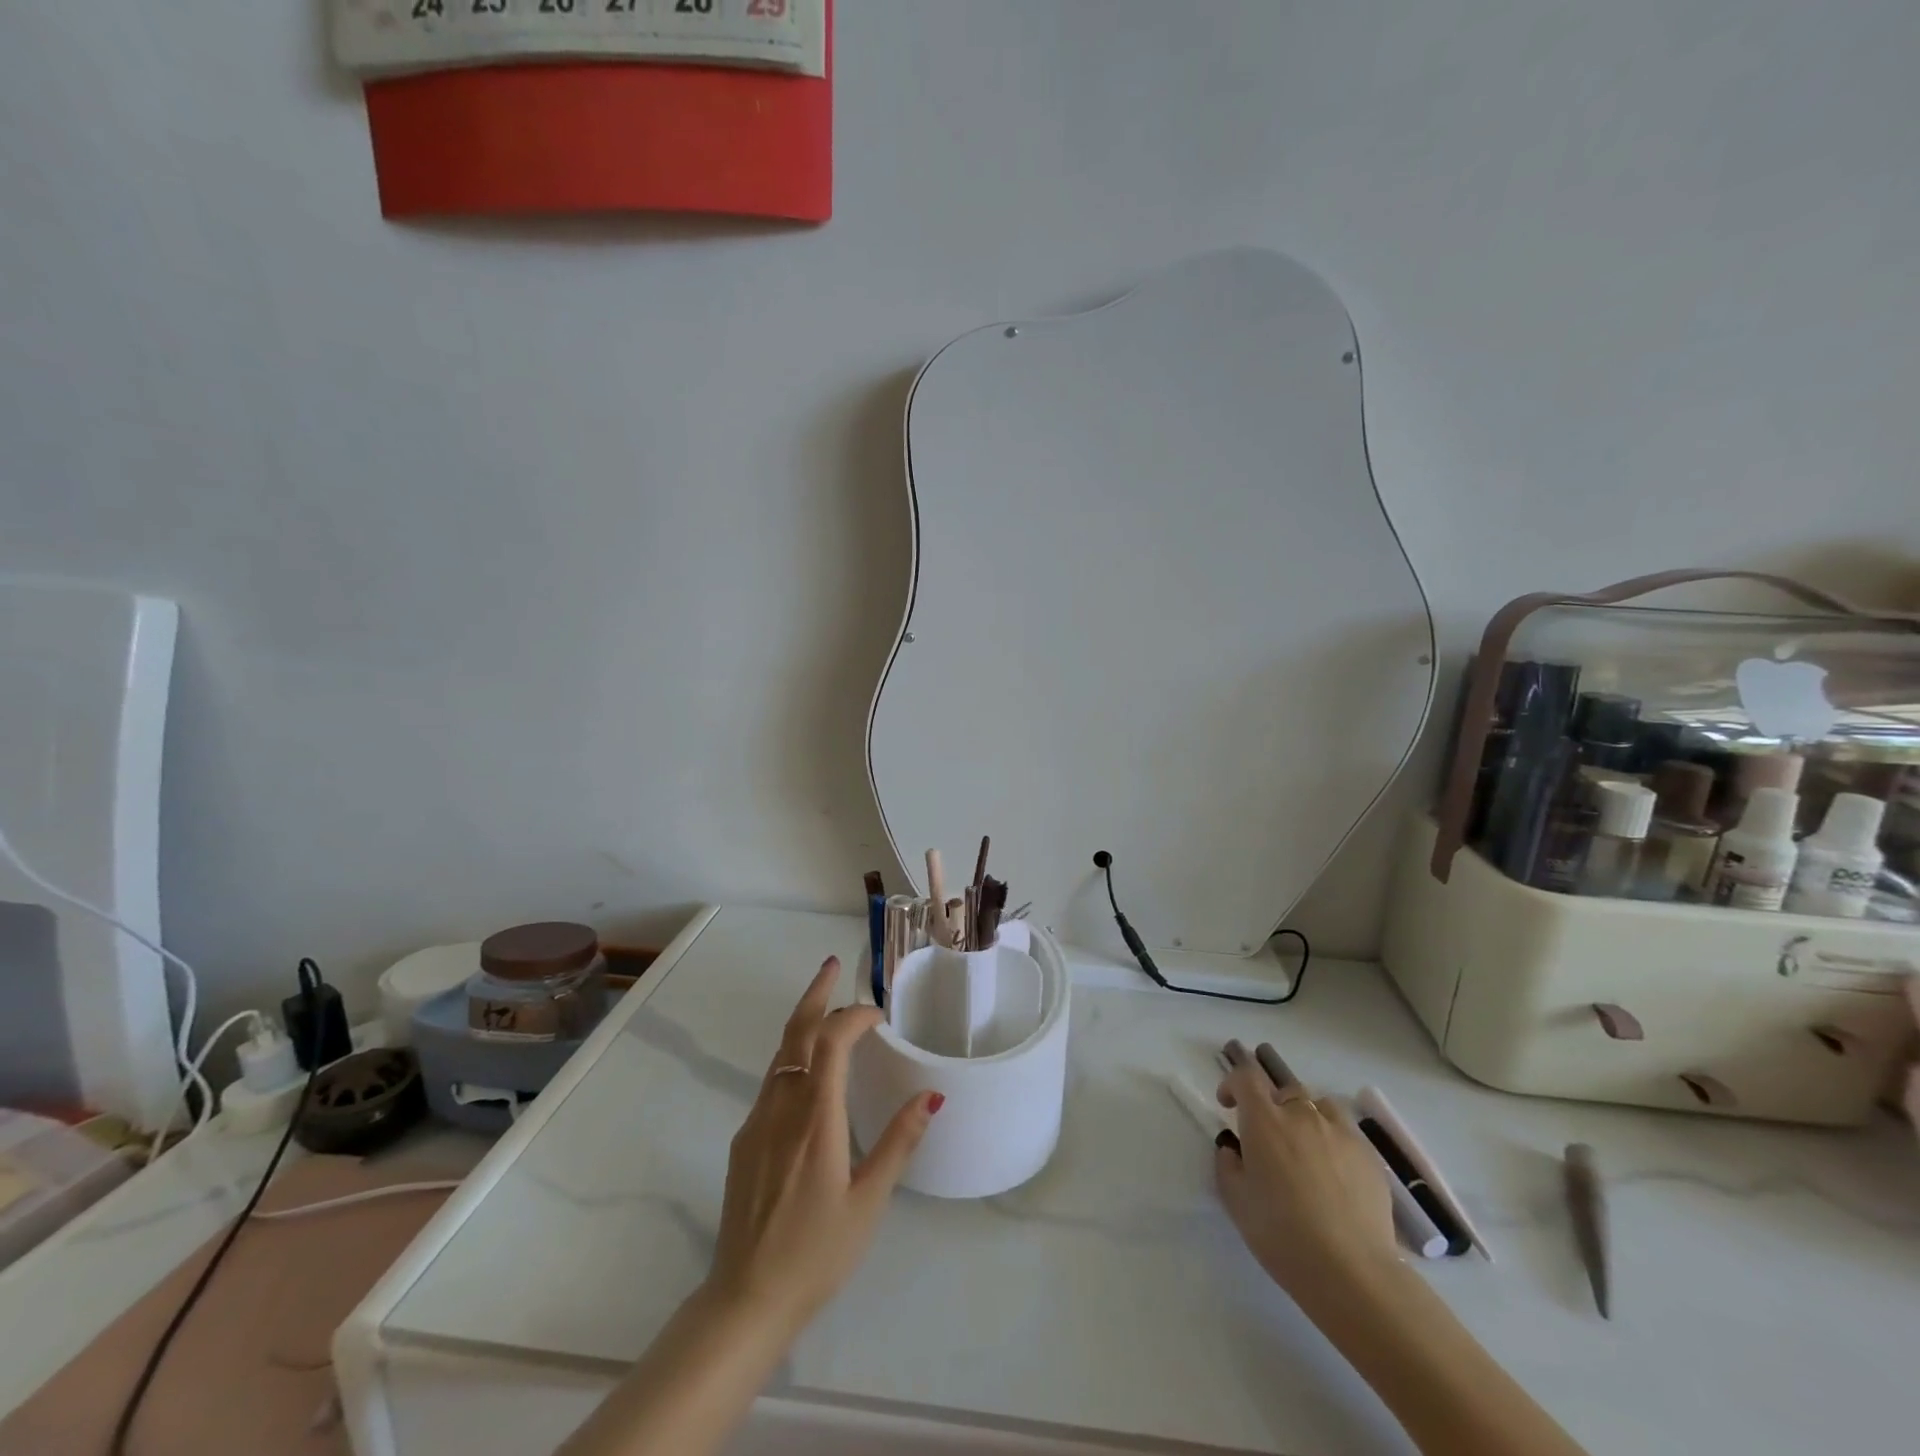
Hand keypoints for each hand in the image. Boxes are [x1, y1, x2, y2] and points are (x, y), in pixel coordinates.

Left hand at [706, 956, 938, 1330]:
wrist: (745, 1299)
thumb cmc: (817, 1252)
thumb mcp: (869, 1202)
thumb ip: (899, 1143)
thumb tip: (931, 1095)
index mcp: (815, 1118)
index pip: (831, 1042)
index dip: (853, 1016)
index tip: (879, 1014)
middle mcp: (782, 1107)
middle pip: (795, 1033)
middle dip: (816, 994)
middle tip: (834, 965)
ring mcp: (757, 1121)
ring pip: (779, 1054)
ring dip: (803, 1022)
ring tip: (826, 1005)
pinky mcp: (745, 1140)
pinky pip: (771, 1081)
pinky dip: (792, 1056)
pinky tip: (809, 1070)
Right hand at [1214, 1052, 1398, 1312]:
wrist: (1352, 1271)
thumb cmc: (1282, 1234)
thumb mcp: (1236, 1201)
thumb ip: (1228, 1165)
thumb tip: (1233, 1149)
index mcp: (1264, 1121)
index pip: (1246, 1077)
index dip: (1233, 1084)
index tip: (1228, 1104)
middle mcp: (1301, 1115)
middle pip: (1284, 1090)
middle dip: (1272, 1106)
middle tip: (1270, 1139)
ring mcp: (1340, 1132)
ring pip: (1319, 1106)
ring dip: (1307, 1118)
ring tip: (1306, 1150)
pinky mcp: (1369, 1156)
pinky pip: (1346, 1133)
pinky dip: (1334, 1141)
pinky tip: (1336, 1175)